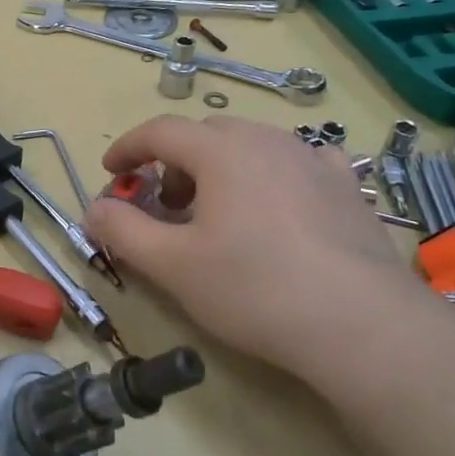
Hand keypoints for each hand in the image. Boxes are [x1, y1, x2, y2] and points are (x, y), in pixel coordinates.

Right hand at [84, 116, 426, 383]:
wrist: (361, 324)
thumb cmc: (253, 288)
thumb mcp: (171, 265)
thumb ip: (123, 231)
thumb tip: (94, 208)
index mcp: (221, 152)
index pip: (160, 131)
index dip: (128, 147)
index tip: (111, 172)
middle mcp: (267, 141)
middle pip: (206, 135)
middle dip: (174, 163)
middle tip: (165, 206)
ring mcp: (313, 160)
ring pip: (251, 146)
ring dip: (220, 168)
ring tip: (218, 214)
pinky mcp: (346, 187)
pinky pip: (296, 162)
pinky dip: (270, 175)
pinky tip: (276, 207)